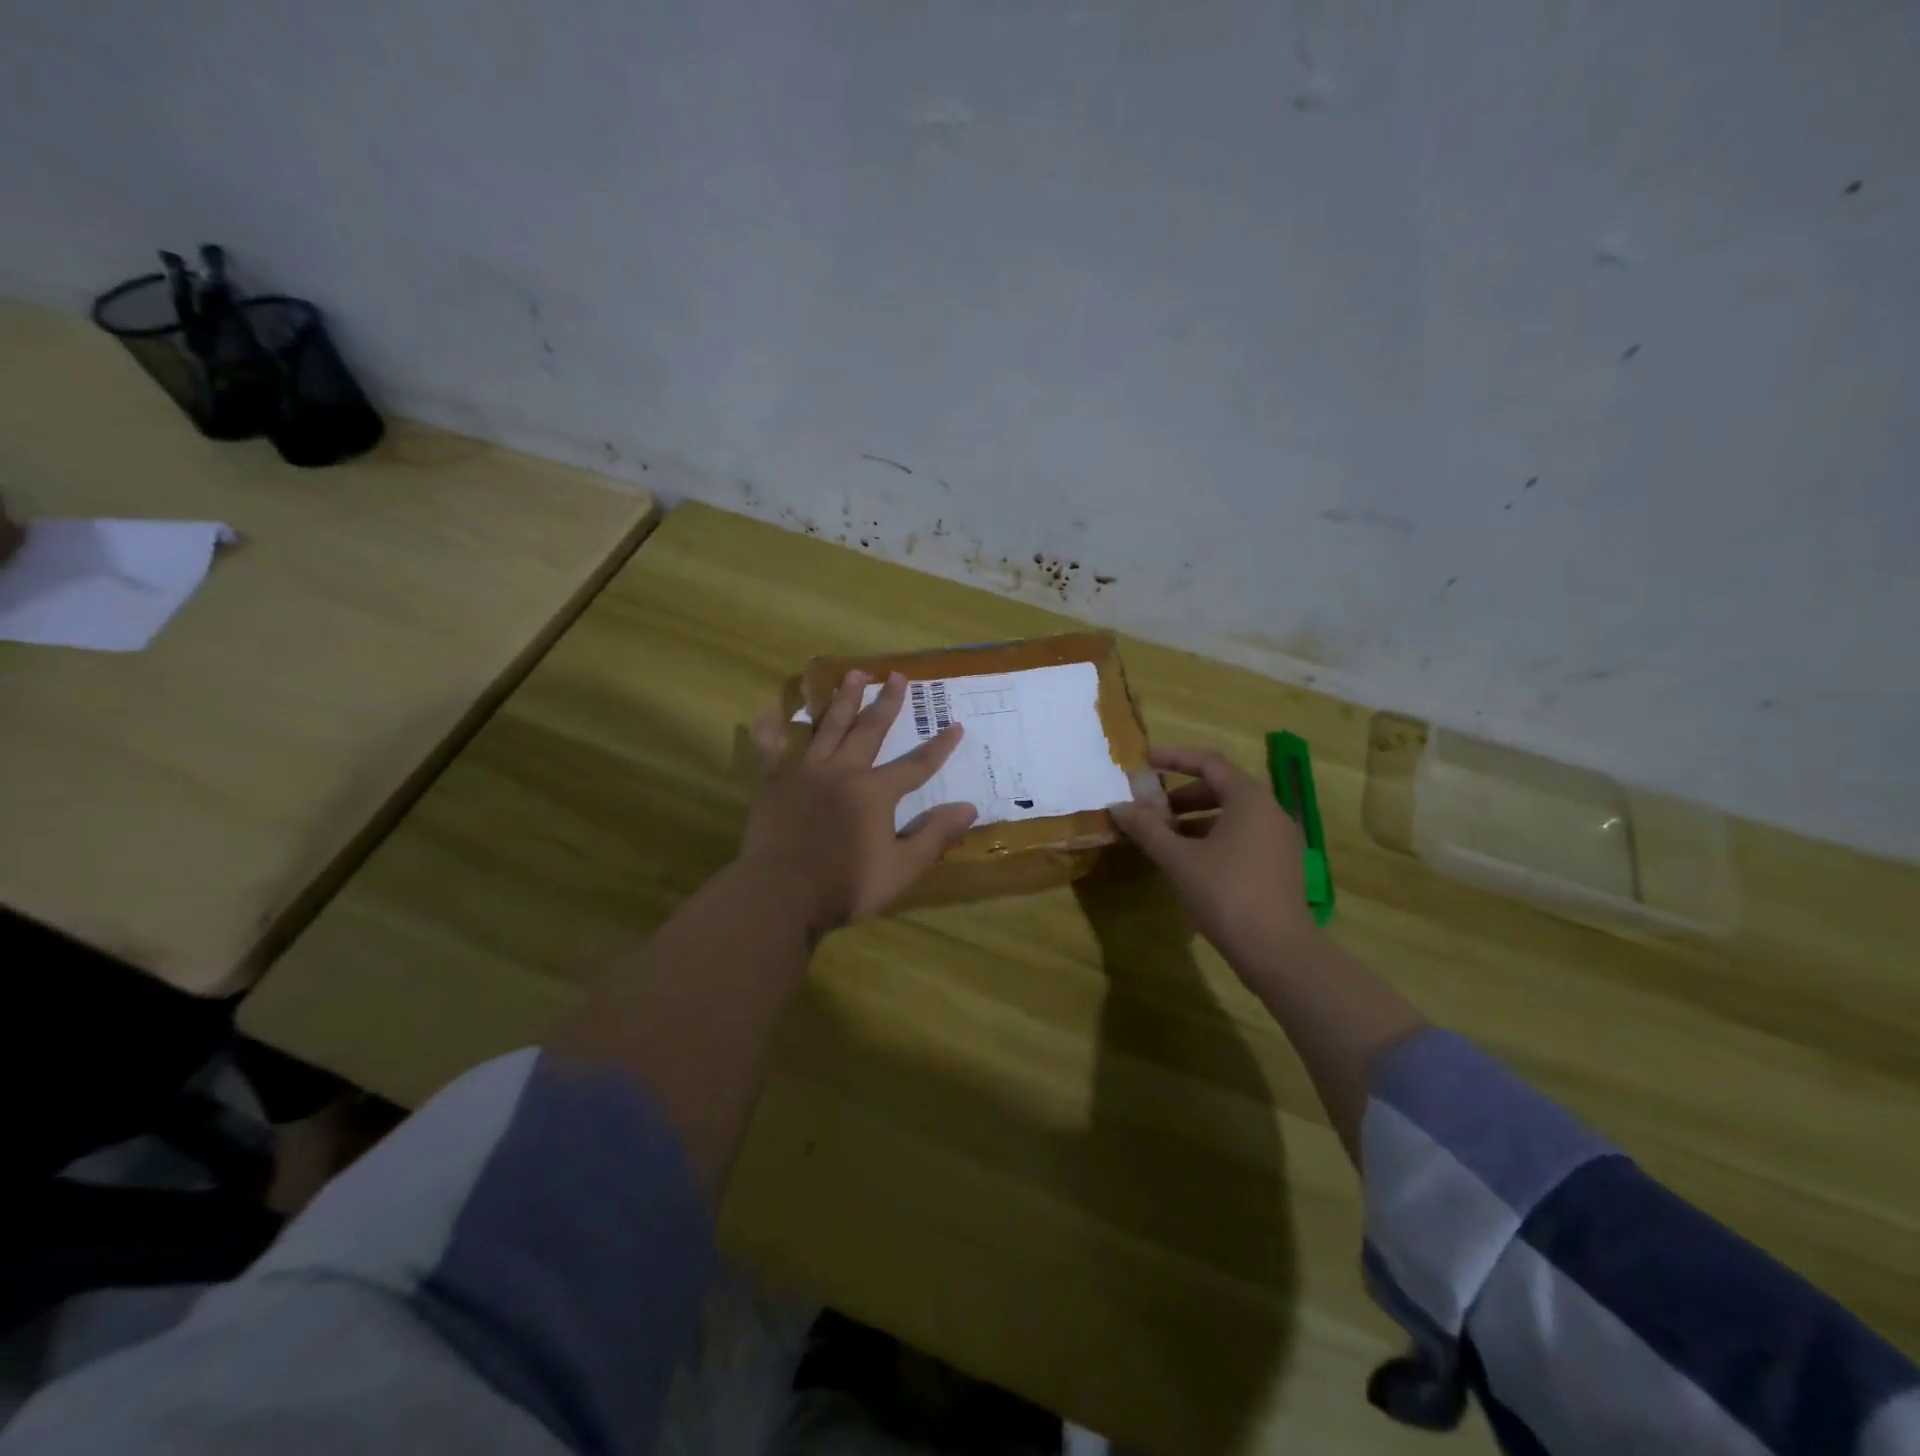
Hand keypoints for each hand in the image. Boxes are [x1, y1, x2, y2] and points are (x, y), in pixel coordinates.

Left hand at [739, 670, 978, 934]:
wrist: (781, 896)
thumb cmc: (845, 886)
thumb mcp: (901, 868)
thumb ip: (934, 835)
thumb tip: (968, 807)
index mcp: (875, 792)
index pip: (916, 765)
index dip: (939, 747)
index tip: (956, 725)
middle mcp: (842, 771)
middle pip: (869, 730)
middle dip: (886, 702)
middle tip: (896, 676)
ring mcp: (804, 772)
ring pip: (827, 727)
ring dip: (842, 700)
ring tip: (853, 674)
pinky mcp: (773, 782)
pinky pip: (770, 748)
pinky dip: (770, 728)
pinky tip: (770, 709)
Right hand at [1107, 746, 1317, 967]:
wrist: (1277, 950)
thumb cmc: (1225, 894)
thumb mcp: (1178, 859)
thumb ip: (1147, 828)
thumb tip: (1117, 806)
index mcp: (1249, 798)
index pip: (1208, 762)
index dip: (1174, 757)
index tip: (1143, 761)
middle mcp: (1270, 810)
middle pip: (1221, 786)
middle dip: (1182, 793)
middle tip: (1150, 806)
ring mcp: (1279, 838)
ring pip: (1232, 813)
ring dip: (1195, 817)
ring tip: (1163, 835)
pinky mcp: (1279, 863)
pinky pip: (1242, 834)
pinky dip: (1213, 836)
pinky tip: (1189, 859)